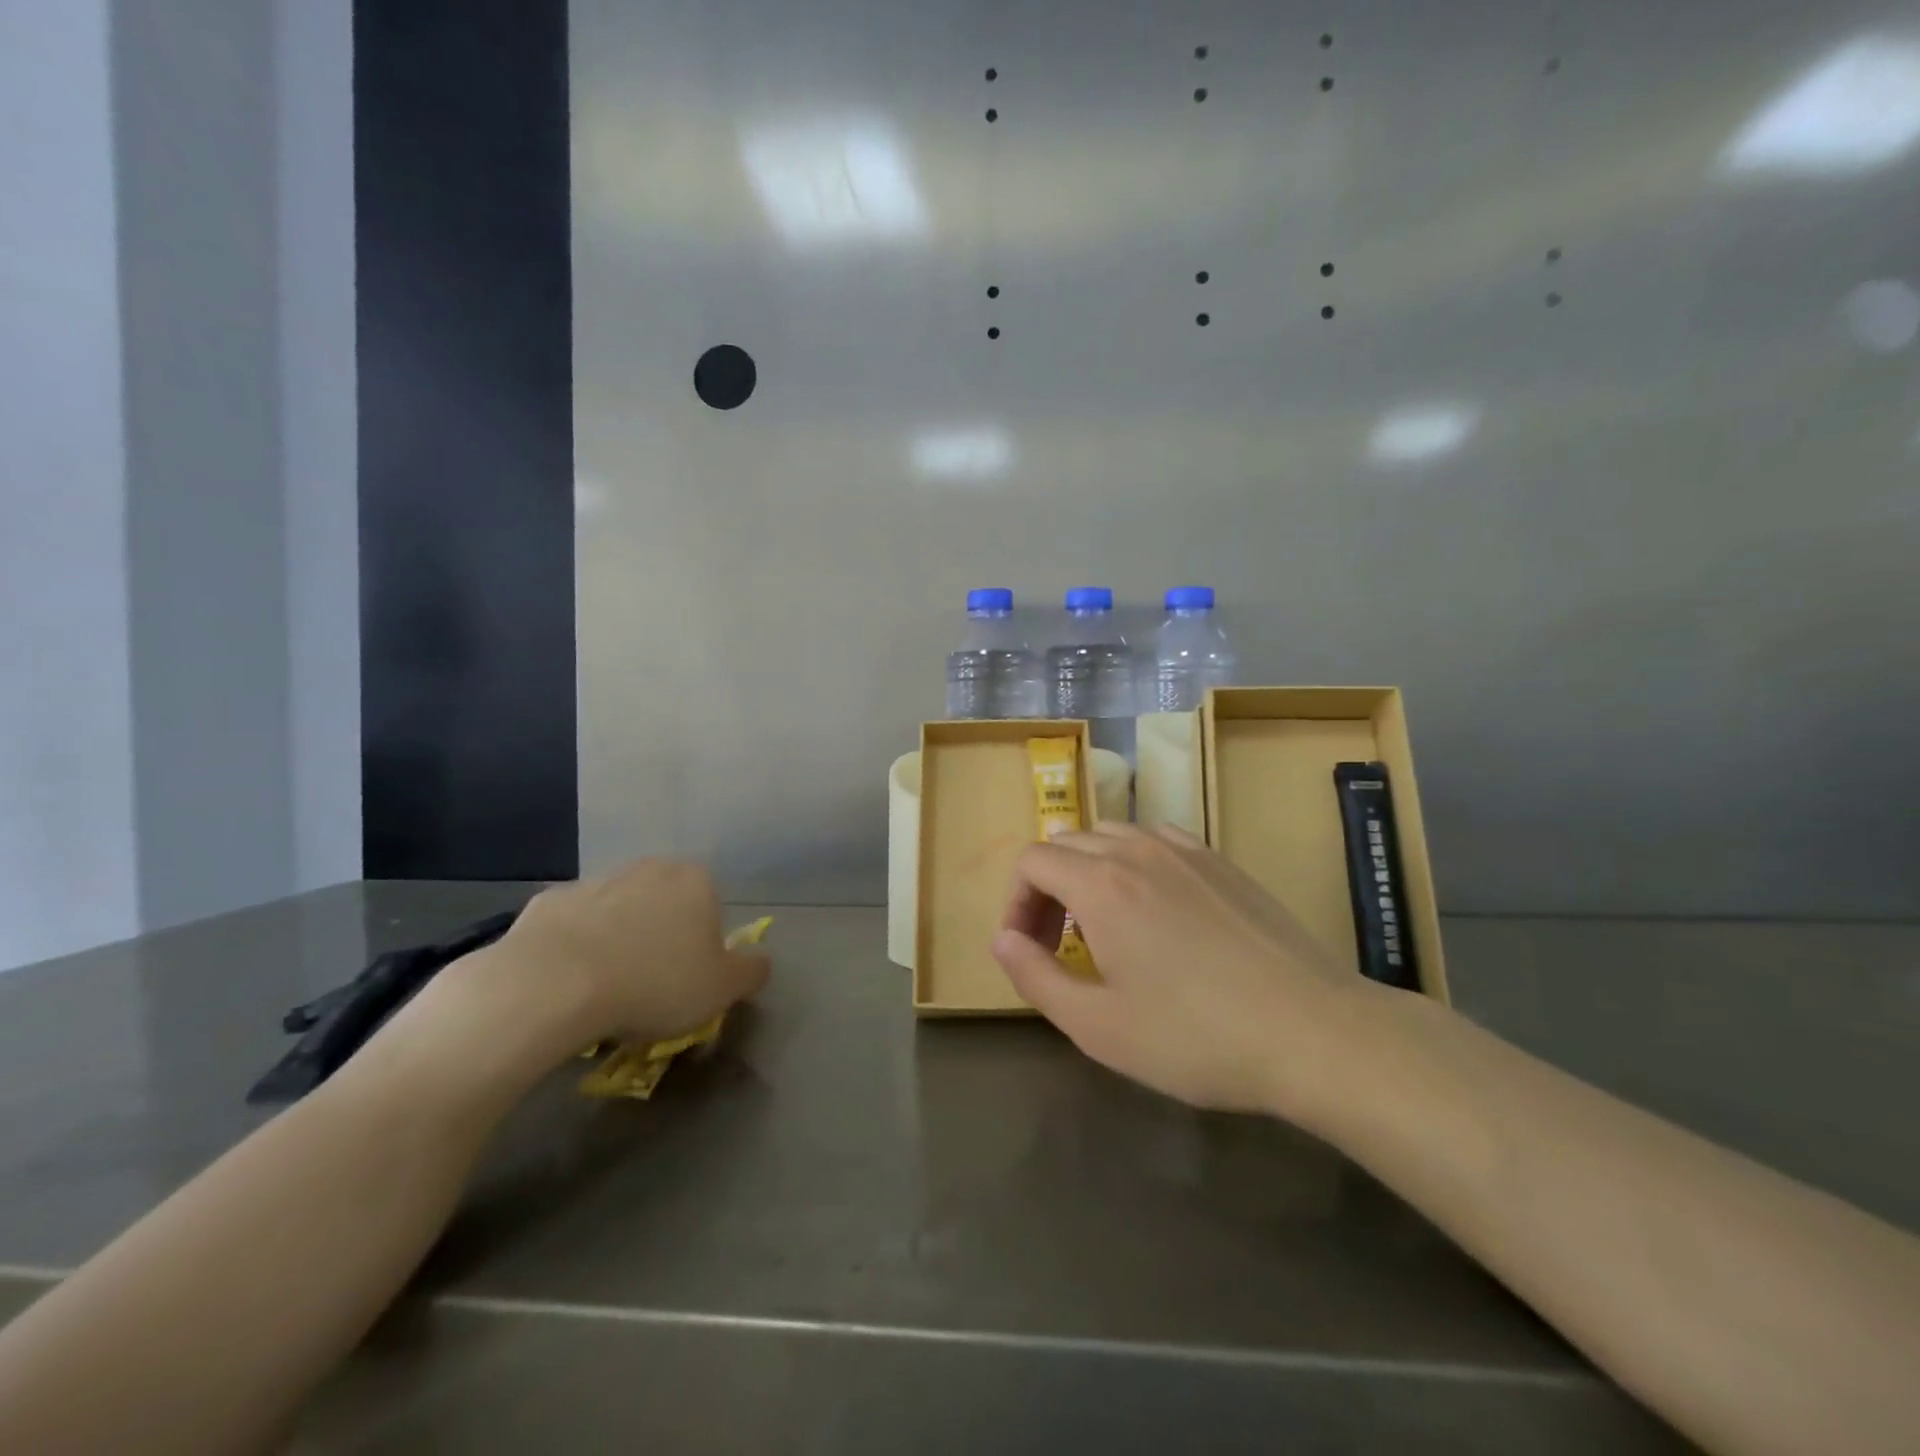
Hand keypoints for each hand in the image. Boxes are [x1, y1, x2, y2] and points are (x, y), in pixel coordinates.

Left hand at [484, 859, 770, 1045]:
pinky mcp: (548, 901)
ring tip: (605, 990)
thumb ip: (751, 972)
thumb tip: (761, 962)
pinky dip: (574, 948)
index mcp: (696, 881)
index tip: (689, 979)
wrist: (553, 985)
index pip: (711, 906)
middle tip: (650, 985)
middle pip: (664, 904)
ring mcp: (595, 880)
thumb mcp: (722, 990)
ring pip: (617, 912)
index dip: (703, 945)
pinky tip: (567, 983)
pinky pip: (572, 927)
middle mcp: (649, 868)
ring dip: (616, 940)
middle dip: (660, 935)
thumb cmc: (655, 983)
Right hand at [992, 823, 1372, 1118]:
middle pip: (1067, 844)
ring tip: (1102, 926)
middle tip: (1058, 945)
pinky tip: (1154, 908)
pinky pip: (1156, 841)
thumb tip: (1003, 939)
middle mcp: (1137, 850)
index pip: (1032, 861)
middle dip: (1046, 888)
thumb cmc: (1196, 1037)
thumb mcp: (1098, 1026)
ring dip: (1088, 872)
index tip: (1027, 949)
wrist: (1312, 1031)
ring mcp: (1185, 850)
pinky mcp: (1221, 862)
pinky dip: (1134, 863)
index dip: (1015, 902)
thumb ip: (1036, 977)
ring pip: (1112, 836)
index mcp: (1100, 883)